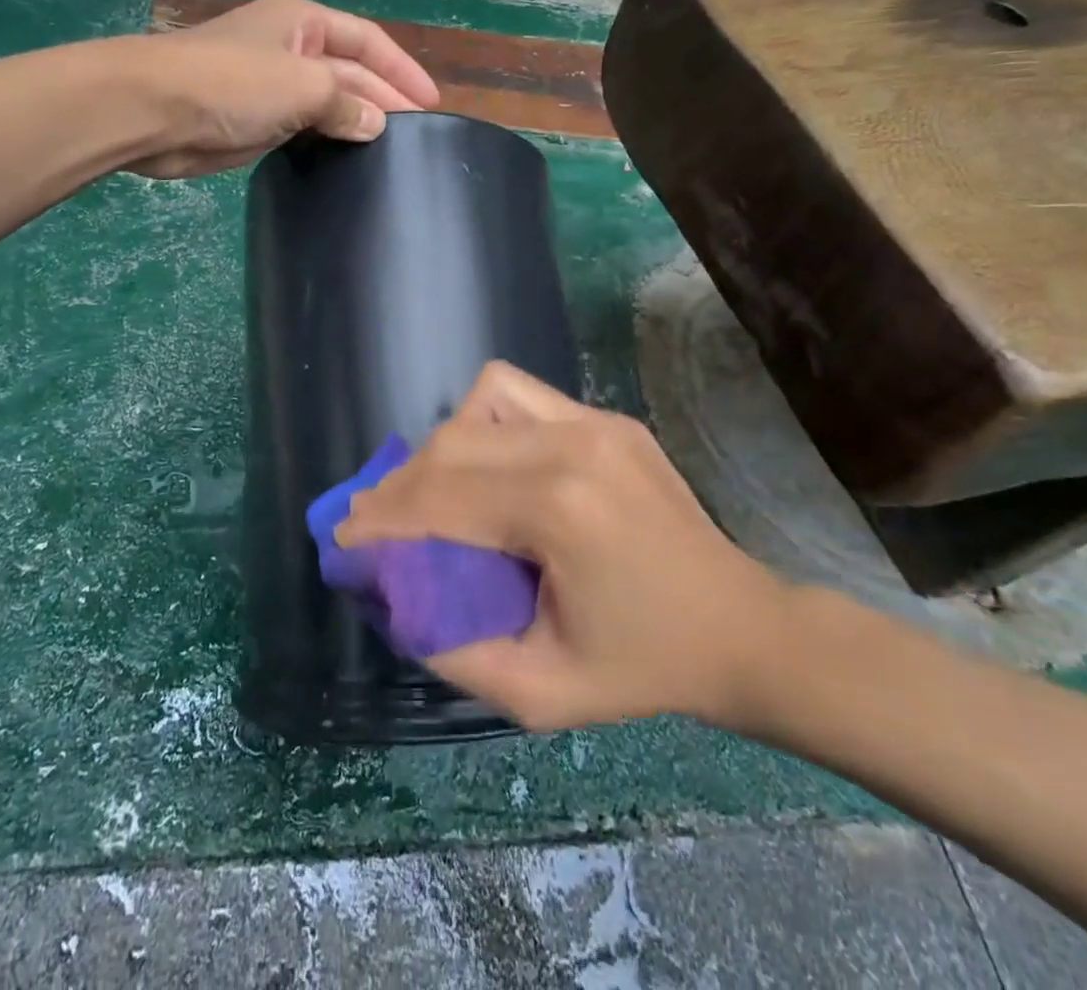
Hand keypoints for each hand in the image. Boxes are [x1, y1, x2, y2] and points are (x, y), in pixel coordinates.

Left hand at [126, 0, 439, 178]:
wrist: (153, 112)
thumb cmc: (231, 83)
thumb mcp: (302, 85)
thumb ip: (346, 102)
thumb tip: (376, 124)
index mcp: (304, 23)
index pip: (368, 41)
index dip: (402, 70)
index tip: (432, 105)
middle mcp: (291, 49)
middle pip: (351, 72)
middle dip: (384, 99)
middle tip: (417, 137)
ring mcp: (272, 87)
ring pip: (328, 103)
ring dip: (357, 122)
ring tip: (392, 152)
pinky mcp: (256, 122)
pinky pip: (304, 129)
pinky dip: (328, 140)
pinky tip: (349, 160)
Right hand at [336, 362, 791, 733]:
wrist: (741, 628)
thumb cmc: (643, 668)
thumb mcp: (540, 692)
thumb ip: (452, 649)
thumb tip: (392, 599)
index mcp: (560, 510)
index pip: (440, 497)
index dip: (382, 518)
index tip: (345, 538)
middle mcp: (572, 444)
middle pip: (450, 443)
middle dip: (399, 484)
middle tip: (375, 521)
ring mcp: (593, 420)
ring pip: (479, 401)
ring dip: (441, 446)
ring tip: (434, 492)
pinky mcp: (605, 416)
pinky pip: (518, 395)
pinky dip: (482, 421)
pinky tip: (488, 465)